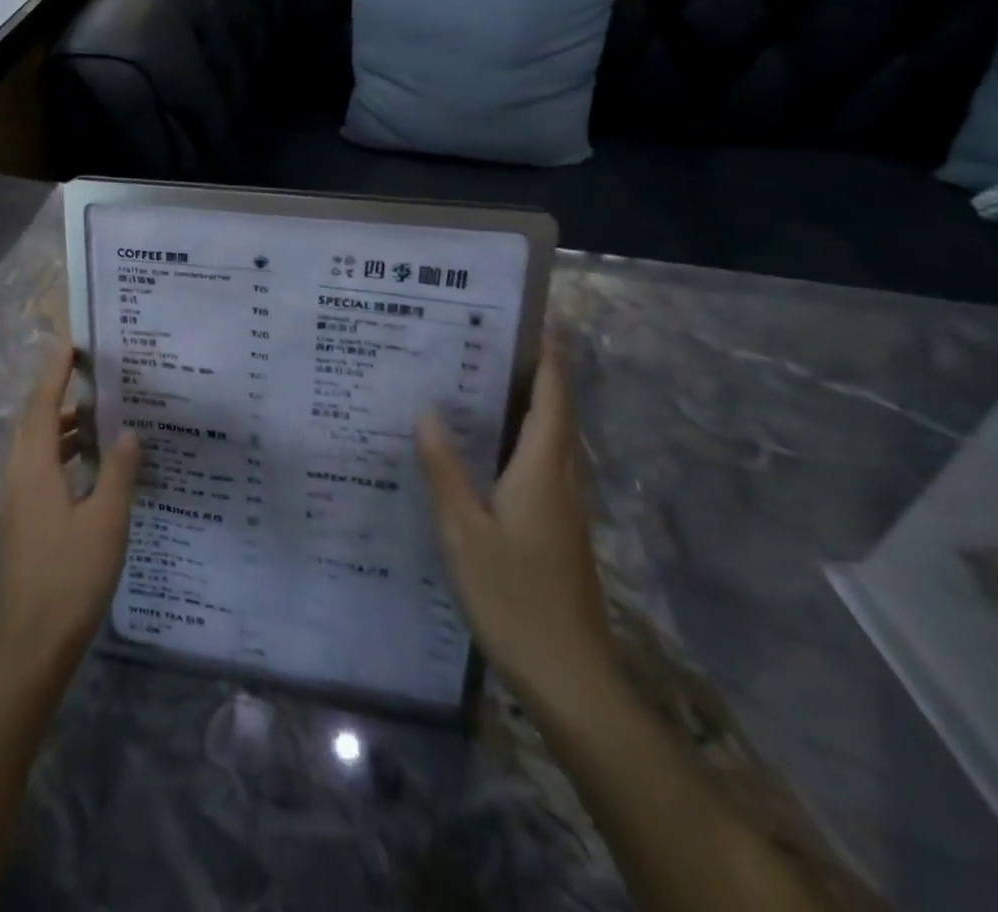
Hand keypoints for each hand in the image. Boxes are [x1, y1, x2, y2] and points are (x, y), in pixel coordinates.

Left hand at [0, 344, 141, 679]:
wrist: (30, 646)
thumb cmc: (70, 577)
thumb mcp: (106, 521)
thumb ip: (118, 471)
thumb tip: (127, 431)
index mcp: (32, 469)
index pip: (41, 406)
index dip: (54, 374)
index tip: (69, 346)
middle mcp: (15, 478)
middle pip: (33, 424)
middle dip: (58, 397)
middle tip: (90, 378)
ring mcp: (13, 504)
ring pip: (34, 450)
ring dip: (59, 429)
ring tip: (95, 419)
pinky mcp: (18, 525)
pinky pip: (36, 472)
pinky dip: (58, 455)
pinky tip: (85, 468)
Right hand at [416, 336, 615, 699]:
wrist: (570, 678)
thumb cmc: (515, 598)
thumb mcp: (464, 532)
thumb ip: (445, 470)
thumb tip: (427, 412)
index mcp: (543, 471)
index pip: (553, 399)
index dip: (550, 357)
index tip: (538, 319)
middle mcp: (560, 481)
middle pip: (555, 414)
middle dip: (534, 372)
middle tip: (488, 339)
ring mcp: (562, 509)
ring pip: (548, 441)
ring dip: (525, 405)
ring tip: (479, 380)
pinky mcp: (555, 531)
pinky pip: (538, 466)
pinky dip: (517, 440)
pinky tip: (482, 450)